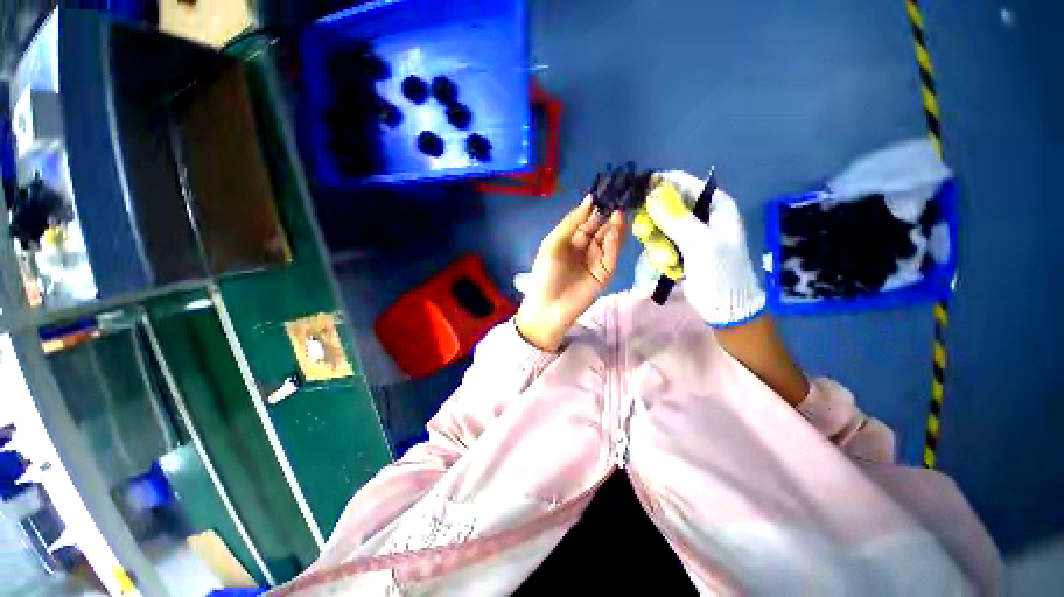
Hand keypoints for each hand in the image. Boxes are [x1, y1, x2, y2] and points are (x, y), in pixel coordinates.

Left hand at [516, 197, 625, 350]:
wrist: (549, 307)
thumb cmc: (546, 274)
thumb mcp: (553, 243)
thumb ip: (572, 222)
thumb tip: (589, 199)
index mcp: (570, 241)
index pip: (586, 221)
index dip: (594, 208)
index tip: (605, 192)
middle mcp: (585, 249)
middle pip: (600, 228)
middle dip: (608, 214)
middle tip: (618, 197)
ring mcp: (596, 261)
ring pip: (608, 240)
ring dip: (614, 226)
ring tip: (619, 211)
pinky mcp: (605, 273)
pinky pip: (611, 254)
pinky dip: (614, 241)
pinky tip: (615, 228)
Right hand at [634, 170, 764, 325]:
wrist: (725, 307)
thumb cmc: (720, 272)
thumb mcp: (701, 243)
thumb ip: (676, 218)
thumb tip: (652, 194)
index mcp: (715, 205)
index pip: (684, 183)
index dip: (660, 185)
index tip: (638, 194)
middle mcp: (701, 215)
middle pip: (666, 205)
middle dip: (654, 220)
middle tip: (643, 232)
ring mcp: (690, 234)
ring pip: (660, 226)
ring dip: (658, 242)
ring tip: (666, 260)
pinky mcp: (680, 249)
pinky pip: (660, 242)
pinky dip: (661, 254)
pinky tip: (670, 267)